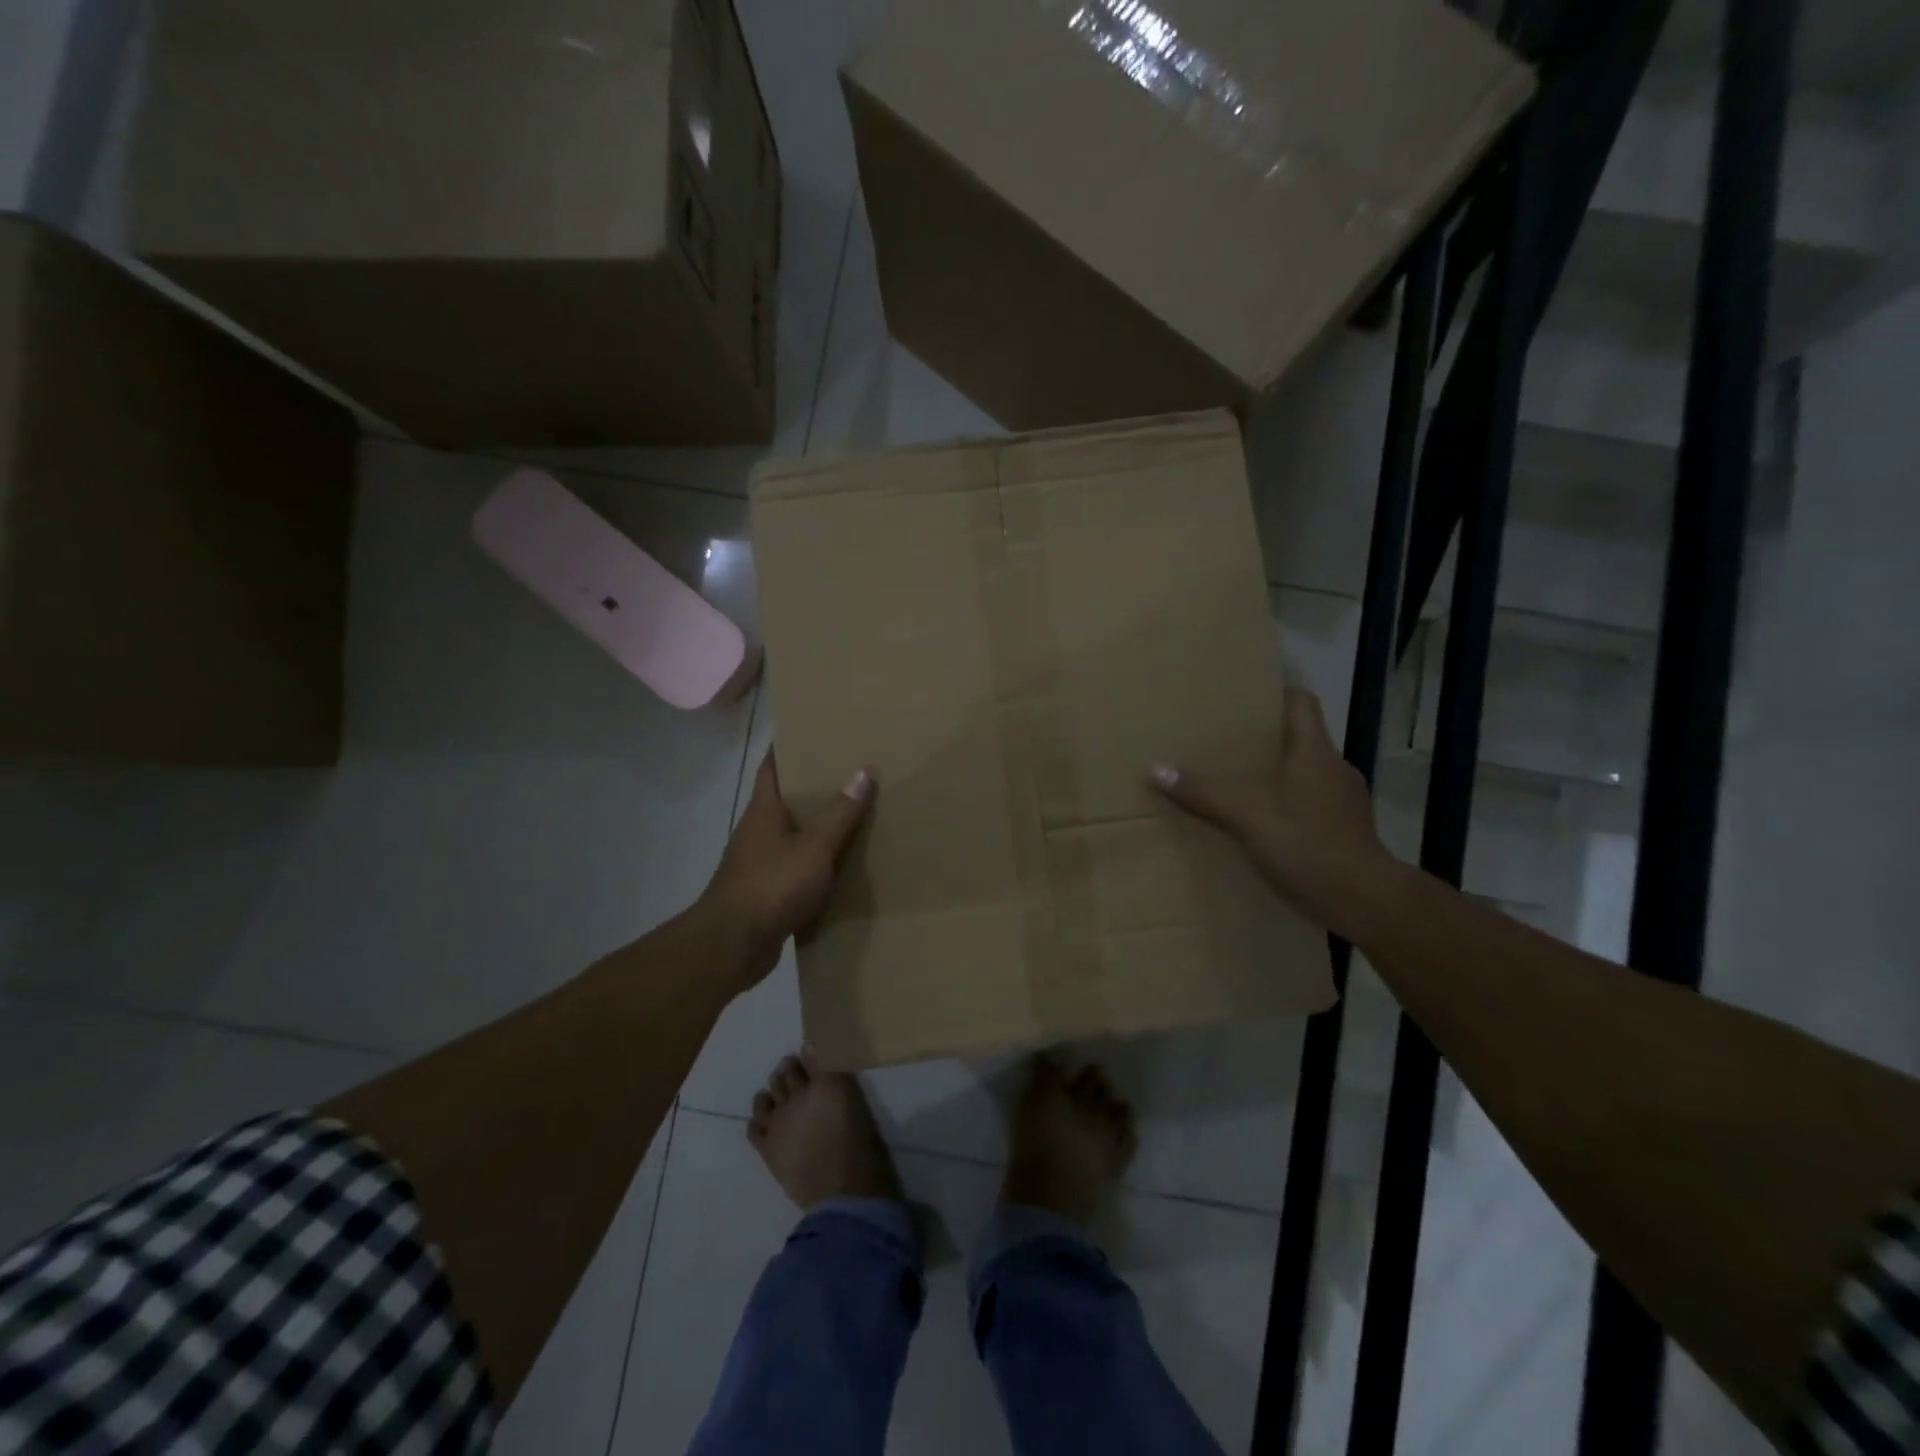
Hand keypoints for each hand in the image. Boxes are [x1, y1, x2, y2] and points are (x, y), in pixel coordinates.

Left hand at [700, 752, 874, 988]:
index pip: (773, 765)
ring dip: (818, 826)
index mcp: (764, 809)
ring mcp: (759, 862)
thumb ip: (839, 813)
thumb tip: (862, 772)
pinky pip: (796, 866)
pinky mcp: (766, 891)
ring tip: (855, 815)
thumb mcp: (814, 847)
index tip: (815, 731)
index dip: (790, 745)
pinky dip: (817, 861)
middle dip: (815, 786)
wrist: (732, 946)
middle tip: (852, 771)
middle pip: (787, 798)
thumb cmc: (771, 886)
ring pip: (793, 834)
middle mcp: (758, 830)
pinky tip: (842, 864)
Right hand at [1148, 688, 1394, 933]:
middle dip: (1263, 741)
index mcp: (1316, 752)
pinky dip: (1287, 810)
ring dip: (1276, 778)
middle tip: (1223, 744)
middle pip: (1299, 740)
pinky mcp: (1346, 833)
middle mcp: (1334, 769)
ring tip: (1238, 787)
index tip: (1243, 698)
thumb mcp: (1247, 815)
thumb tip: (1155, 768)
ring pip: (1304, 776)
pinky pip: (1310, 808)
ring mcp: (1344, 803)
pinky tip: (1263, 828)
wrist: (1365, 901)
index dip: (1275, 694)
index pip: (1301, 703)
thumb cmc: (1308, 844)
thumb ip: (1203, 792)